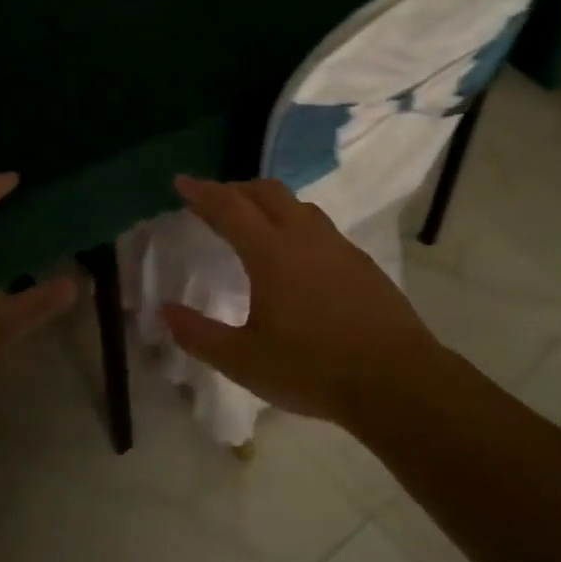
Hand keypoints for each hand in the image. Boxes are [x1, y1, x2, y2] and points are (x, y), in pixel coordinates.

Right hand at [160, 176, 446, 431]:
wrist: (395, 380)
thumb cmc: (312, 369)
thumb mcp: (244, 361)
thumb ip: (199, 335)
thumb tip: (165, 311)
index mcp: (271, 252)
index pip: (229, 207)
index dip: (202, 192)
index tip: (181, 181)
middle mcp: (304, 237)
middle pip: (266, 192)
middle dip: (235, 189)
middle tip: (213, 201)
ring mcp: (338, 246)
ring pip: (297, 205)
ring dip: (267, 202)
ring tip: (252, 221)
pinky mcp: (360, 262)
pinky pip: (319, 226)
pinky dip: (294, 222)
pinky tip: (296, 253)